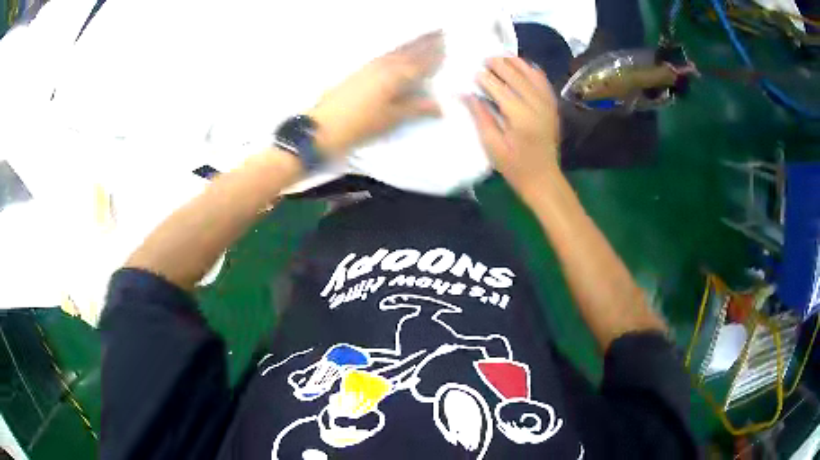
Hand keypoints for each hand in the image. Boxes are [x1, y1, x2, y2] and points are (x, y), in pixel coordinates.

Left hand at [308, 31, 444, 158]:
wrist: (324, 126)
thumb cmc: (361, 124)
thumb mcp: (391, 118)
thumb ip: (416, 108)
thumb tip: (440, 106)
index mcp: (396, 76)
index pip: (422, 61)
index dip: (435, 53)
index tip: (447, 42)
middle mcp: (385, 65)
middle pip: (410, 50)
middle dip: (425, 41)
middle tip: (440, 30)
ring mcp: (371, 66)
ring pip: (397, 50)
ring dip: (412, 42)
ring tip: (424, 35)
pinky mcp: (360, 71)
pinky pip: (386, 54)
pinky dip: (398, 49)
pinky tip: (399, 50)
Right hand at [465, 57, 560, 199]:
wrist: (543, 178)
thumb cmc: (514, 166)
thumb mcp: (492, 145)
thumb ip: (481, 117)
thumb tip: (466, 94)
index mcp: (520, 118)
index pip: (500, 89)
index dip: (486, 79)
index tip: (474, 72)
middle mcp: (537, 107)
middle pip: (517, 77)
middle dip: (501, 65)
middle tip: (486, 58)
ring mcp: (548, 106)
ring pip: (533, 76)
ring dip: (517, 64)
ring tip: (503, 57)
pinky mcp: (552, 107)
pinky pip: (544, 83)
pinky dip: (534, 71)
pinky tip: (524, 65)